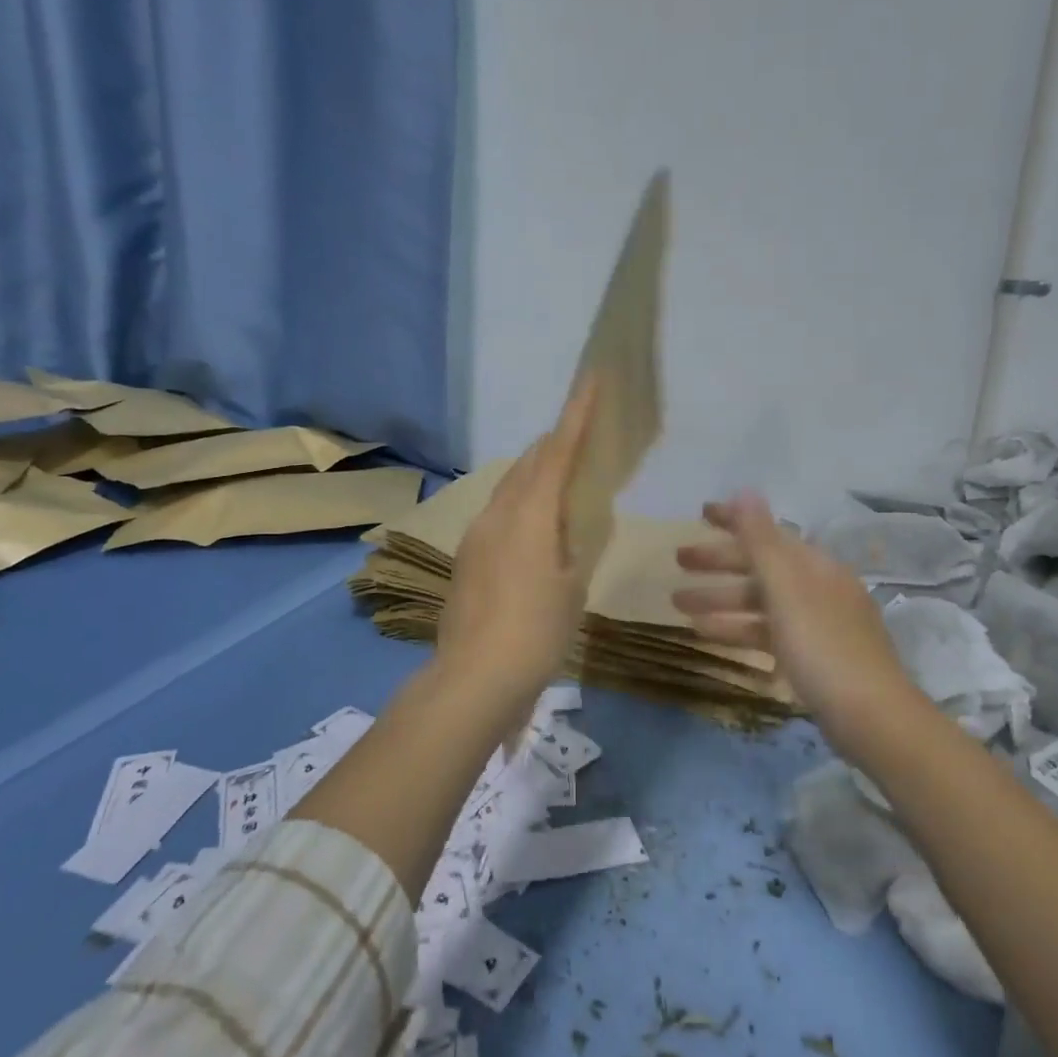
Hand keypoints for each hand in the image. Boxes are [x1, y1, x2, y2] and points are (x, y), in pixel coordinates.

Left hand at [436, 380, 602, 712]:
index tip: (591, 379)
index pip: (557, 451)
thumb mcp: (573, 586)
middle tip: (582, 437)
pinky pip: (499, 511)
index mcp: (530, 515)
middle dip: (555, 443)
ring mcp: (476, 534)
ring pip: (509, 486)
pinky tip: (535, 525)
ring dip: (535, 472)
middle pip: (528, 462)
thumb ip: (578, 543)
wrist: (475, 677)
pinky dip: (521, 502)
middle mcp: (498, 513)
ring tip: (562, 479)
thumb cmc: (537, 632)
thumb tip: (578, 520)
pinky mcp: (466, 556)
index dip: (577, 414)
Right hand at [674, 491, 919, 757]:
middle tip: (678, 561)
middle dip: (718, 562)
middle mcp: (817, 587)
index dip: (733, 521)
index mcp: (814, 565)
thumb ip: (762, 541)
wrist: (872, 718)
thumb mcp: (786, 590)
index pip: (768, 532)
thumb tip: (745, 490)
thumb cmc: (823, 647)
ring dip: (719, 599)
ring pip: (760, 602)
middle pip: (761, 566)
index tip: (698, 514)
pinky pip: (766, 631)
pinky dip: (737, 629)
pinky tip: (707, 636)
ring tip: (677, 605)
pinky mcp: (812, 656)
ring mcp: (816, 623)